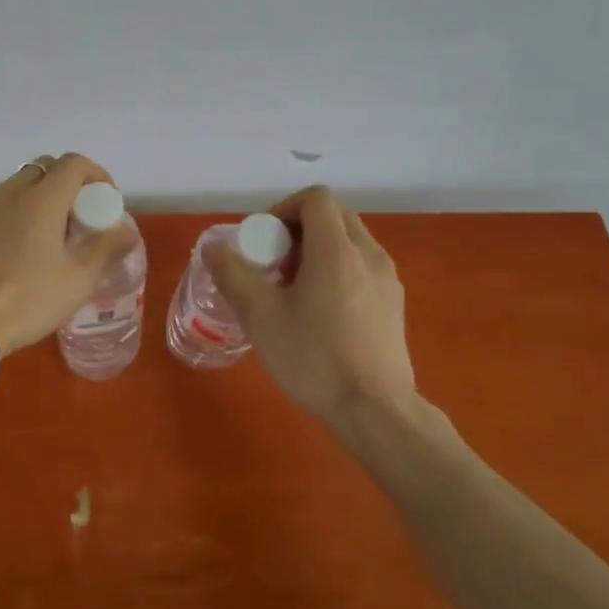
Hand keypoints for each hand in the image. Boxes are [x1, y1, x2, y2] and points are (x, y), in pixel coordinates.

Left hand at [0, 154, 134, 355]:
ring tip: (46, 238)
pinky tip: (14, 253)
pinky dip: (12, 217)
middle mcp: (9, 193)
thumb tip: (127, 230)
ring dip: (37, 199)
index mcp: (41, 199)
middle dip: (66, 184)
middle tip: (77, 218)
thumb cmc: (27, 299)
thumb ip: (106, 249)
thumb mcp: (77, 280)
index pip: (73, 164)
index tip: (105, 201)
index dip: (96, 175)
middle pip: (43, 168)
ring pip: (16, 187)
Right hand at [209, 186, 420, 430]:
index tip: (265, 243)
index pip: (315, 198)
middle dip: (299, 229)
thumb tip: (214, 247)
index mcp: (337, 250)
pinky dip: (338, 270)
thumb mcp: (259, 316)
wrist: (375, 411)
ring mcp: (388, 279)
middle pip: (334, 215)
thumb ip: (232, 274)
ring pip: (350, 241)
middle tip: (275, 265)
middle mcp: (369, 254)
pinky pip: (363, 266)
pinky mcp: (395, 304)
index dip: (283, 209)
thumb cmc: (313, 358)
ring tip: (295, 291)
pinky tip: (321, 312)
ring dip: (318, 250)